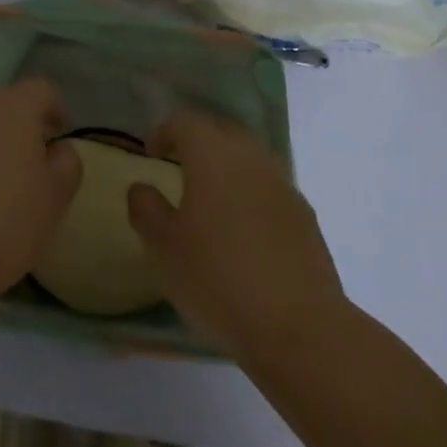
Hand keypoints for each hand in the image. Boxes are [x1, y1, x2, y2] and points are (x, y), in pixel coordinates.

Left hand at [0, 79, 82, 314]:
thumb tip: (58, 148)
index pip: (42, 89)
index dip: (55, 109)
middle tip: (29, 160)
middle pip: (4, 101)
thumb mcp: (54, 199)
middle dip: (19, 123)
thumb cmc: (3, 224)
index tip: (59, 137)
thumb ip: (67, 164)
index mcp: (13, 108)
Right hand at [127, 111, 345, 360]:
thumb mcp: (163, 248)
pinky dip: (252, 193)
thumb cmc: (218, 278)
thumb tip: (141, 187)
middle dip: (199, 141)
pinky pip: (270, 187)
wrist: (298, 325)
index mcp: (211, 153)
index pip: (184, 121)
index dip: (164, 132)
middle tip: (180, 167)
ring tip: (213, 197)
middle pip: (221, 130)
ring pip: (249, 156)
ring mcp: (282, 182)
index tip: (152, 154)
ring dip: (229, 166)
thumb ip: (146, 209)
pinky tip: (245, 228)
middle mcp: (249, 156)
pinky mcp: (304, 213)